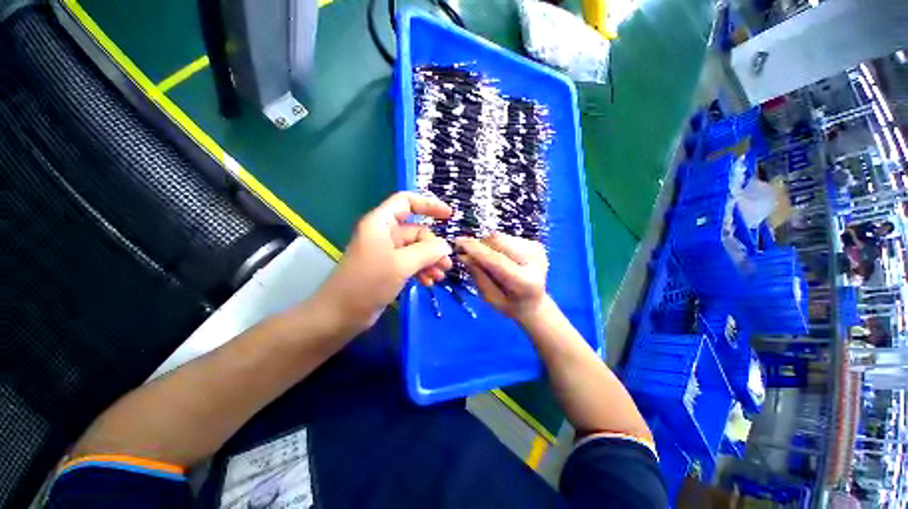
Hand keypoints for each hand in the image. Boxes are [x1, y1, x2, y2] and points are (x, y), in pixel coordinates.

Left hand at [315, 192, 452, 334]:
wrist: (340, 315)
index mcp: (381, 223)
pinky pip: (410, 263)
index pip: (406, 202)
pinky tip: (429, 282)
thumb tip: (446, 246)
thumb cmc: (368, 283)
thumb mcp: (401, 264)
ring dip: (430, 260)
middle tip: (446, 264)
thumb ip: (427, 252)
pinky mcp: (388, 268)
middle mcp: (384, 234)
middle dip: (433, 246)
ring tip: (440, 276)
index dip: (429, 205)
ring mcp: (386, 252)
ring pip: (416, 249)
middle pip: (416, 231)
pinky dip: (421, 270)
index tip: (448, 215)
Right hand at [455, 232, 547, 322]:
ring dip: (486, 244)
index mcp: (525, 282)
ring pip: (501, 237)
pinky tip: (498, 256)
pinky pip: (506, 237)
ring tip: (485, 258)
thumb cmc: (509, 305)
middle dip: (479, 244)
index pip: (496, 260)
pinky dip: (495, 244)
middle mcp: (535, 261)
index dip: (476, 249)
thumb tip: (463, 255)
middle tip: (466, 251)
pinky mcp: (535, 243)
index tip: (458, 241)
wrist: (534, 303)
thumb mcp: (489, 297)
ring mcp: (537, 249)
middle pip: (499, 241)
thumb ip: (478, 276)